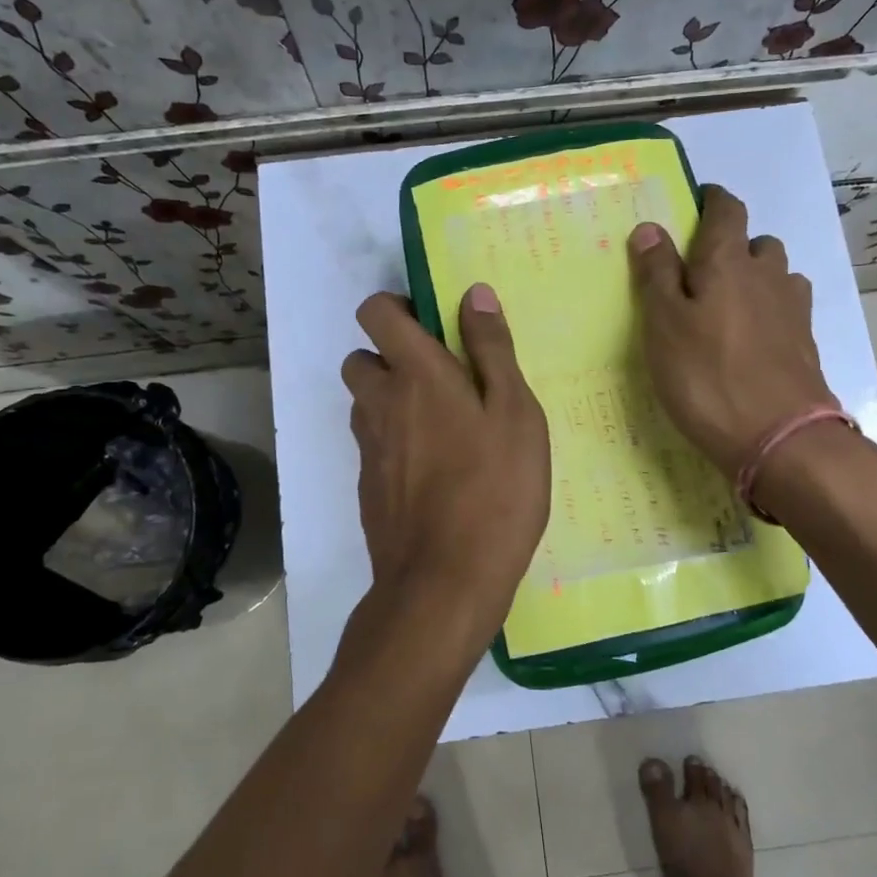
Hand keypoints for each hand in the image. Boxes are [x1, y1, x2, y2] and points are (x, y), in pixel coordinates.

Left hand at [340, 284, 549, 653]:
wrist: (444, 582)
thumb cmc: (494, 491)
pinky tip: (436, 471)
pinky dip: (395, 441)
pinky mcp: (368, 486)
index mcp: (417, 375)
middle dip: (392, 356)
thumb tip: (472, 294)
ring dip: (392, 399)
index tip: (434, 324)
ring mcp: (368, 448)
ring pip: (366, 403)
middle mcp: (380, 403)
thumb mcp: (515, 414)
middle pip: (361, 357)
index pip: (375, 311)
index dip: (397, 306)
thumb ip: (492, 350)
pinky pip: (374, 444)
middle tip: (442, 379)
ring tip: (444, 426)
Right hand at [628, 185, 837, 477]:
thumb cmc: (706, 376)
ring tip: (730, 305)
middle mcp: (767, 275)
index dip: (713, 200)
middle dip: (734, 244)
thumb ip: (656, 274)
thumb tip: (650, 227)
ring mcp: (793, 310)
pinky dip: (770, 311)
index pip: (727, 210)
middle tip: (704, 270)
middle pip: (758, 242)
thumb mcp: (663, 324)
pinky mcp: (805, 344)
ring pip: (777, 276)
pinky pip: (787, 309)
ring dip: (756, 278)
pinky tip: (754, 338)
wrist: (779, 437)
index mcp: (728, 262)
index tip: (699, 202)